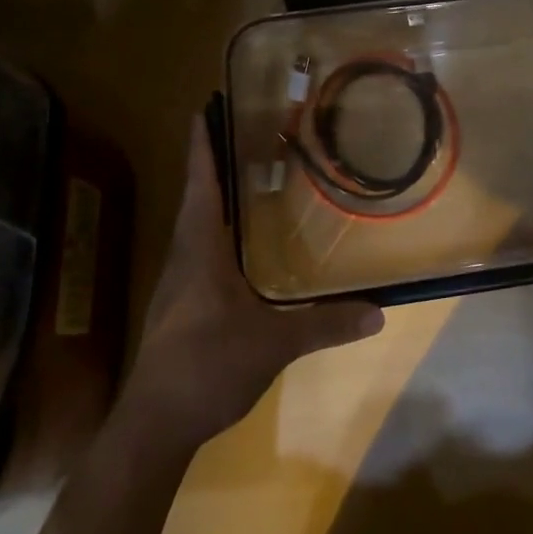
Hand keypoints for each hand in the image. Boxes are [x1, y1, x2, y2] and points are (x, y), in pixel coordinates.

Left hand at [123, 116, 384, 448]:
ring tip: (251, 181)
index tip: (204, 108)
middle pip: (197, 197)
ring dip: (218, 199)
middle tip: (248, 136)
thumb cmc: (207, 365)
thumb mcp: (274, 343)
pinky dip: (220, 234)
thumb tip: (379, 312)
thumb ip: (325, 324)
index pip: (200, 182)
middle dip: (216, 164)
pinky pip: (200, 253)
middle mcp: (184, 256)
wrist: (153, 425)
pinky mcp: (179, 307)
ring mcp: (178, 284)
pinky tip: (244, 248)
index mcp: (200, 248)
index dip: (201, 144)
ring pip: (198, 226)